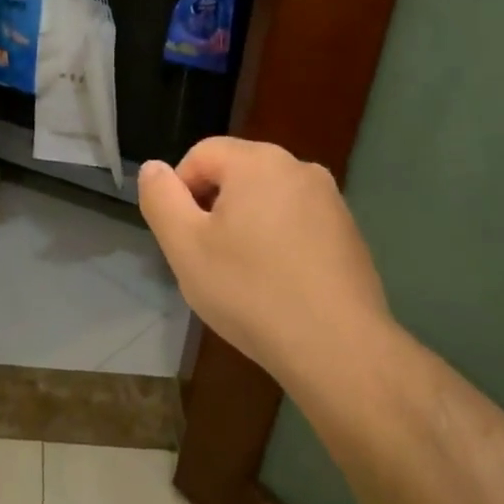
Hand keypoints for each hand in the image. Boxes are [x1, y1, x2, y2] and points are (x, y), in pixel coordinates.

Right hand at [137, 137, 391, 376]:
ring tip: (241, 276)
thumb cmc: (250, 291)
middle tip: (206, 259)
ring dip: (244, 227)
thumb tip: (154, 168)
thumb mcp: (184, 246)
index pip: (200, 154)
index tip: (182, 237)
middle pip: (235, 174)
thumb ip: (160, 198)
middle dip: (212, 210)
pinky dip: (277, 243)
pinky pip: (296, 223)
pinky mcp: (349, 233)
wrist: (338, 349)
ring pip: (266, 200)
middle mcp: (300, 168)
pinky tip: (276, 285)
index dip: (179, 191)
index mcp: (258, 161)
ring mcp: (331, 201)